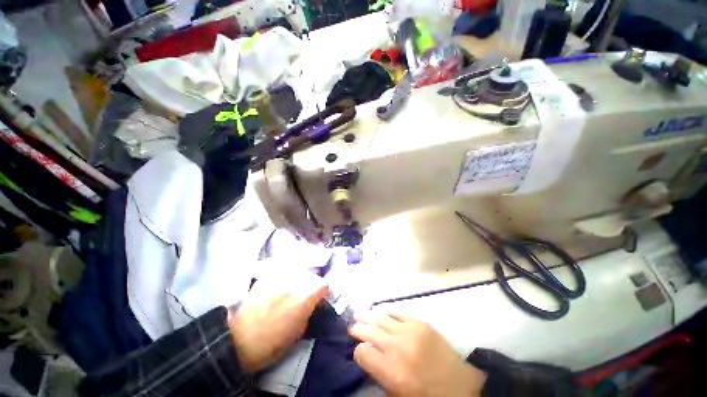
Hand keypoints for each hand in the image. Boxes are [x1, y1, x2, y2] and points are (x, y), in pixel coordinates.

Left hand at [228, 268, 327, 372]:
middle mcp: (294, 283)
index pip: (323, 284)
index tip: (322, 298)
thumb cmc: (270, 345)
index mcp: (303, 299)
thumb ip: (309, 312)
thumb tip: (313, 303)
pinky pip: (283, 269)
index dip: (325, 291)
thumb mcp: (298, 333)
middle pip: (312, 275)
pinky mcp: (267, 276)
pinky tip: (283, 284)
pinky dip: (288, 275)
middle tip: (309, 294)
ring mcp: (279, 278)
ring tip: (296, 288)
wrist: (237, 341)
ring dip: (301, 278)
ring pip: (299, 269)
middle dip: (314, 283)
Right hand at [350, 312, 486, 396]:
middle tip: (352, 325)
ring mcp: (409, 331)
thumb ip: (380, 375)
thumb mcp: (398, 395)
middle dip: (358, 328)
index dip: (358, 352)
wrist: (460, 387)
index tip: (359, 352)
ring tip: (359, 314)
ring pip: (381, 318)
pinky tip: (382, 312)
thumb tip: (368, 356)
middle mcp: (396, 347)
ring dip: (368, 316)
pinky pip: (398, 312)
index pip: (362, 352)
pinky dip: (388, 312)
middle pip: (369, 331)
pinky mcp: (420, 323)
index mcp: (390, 371)